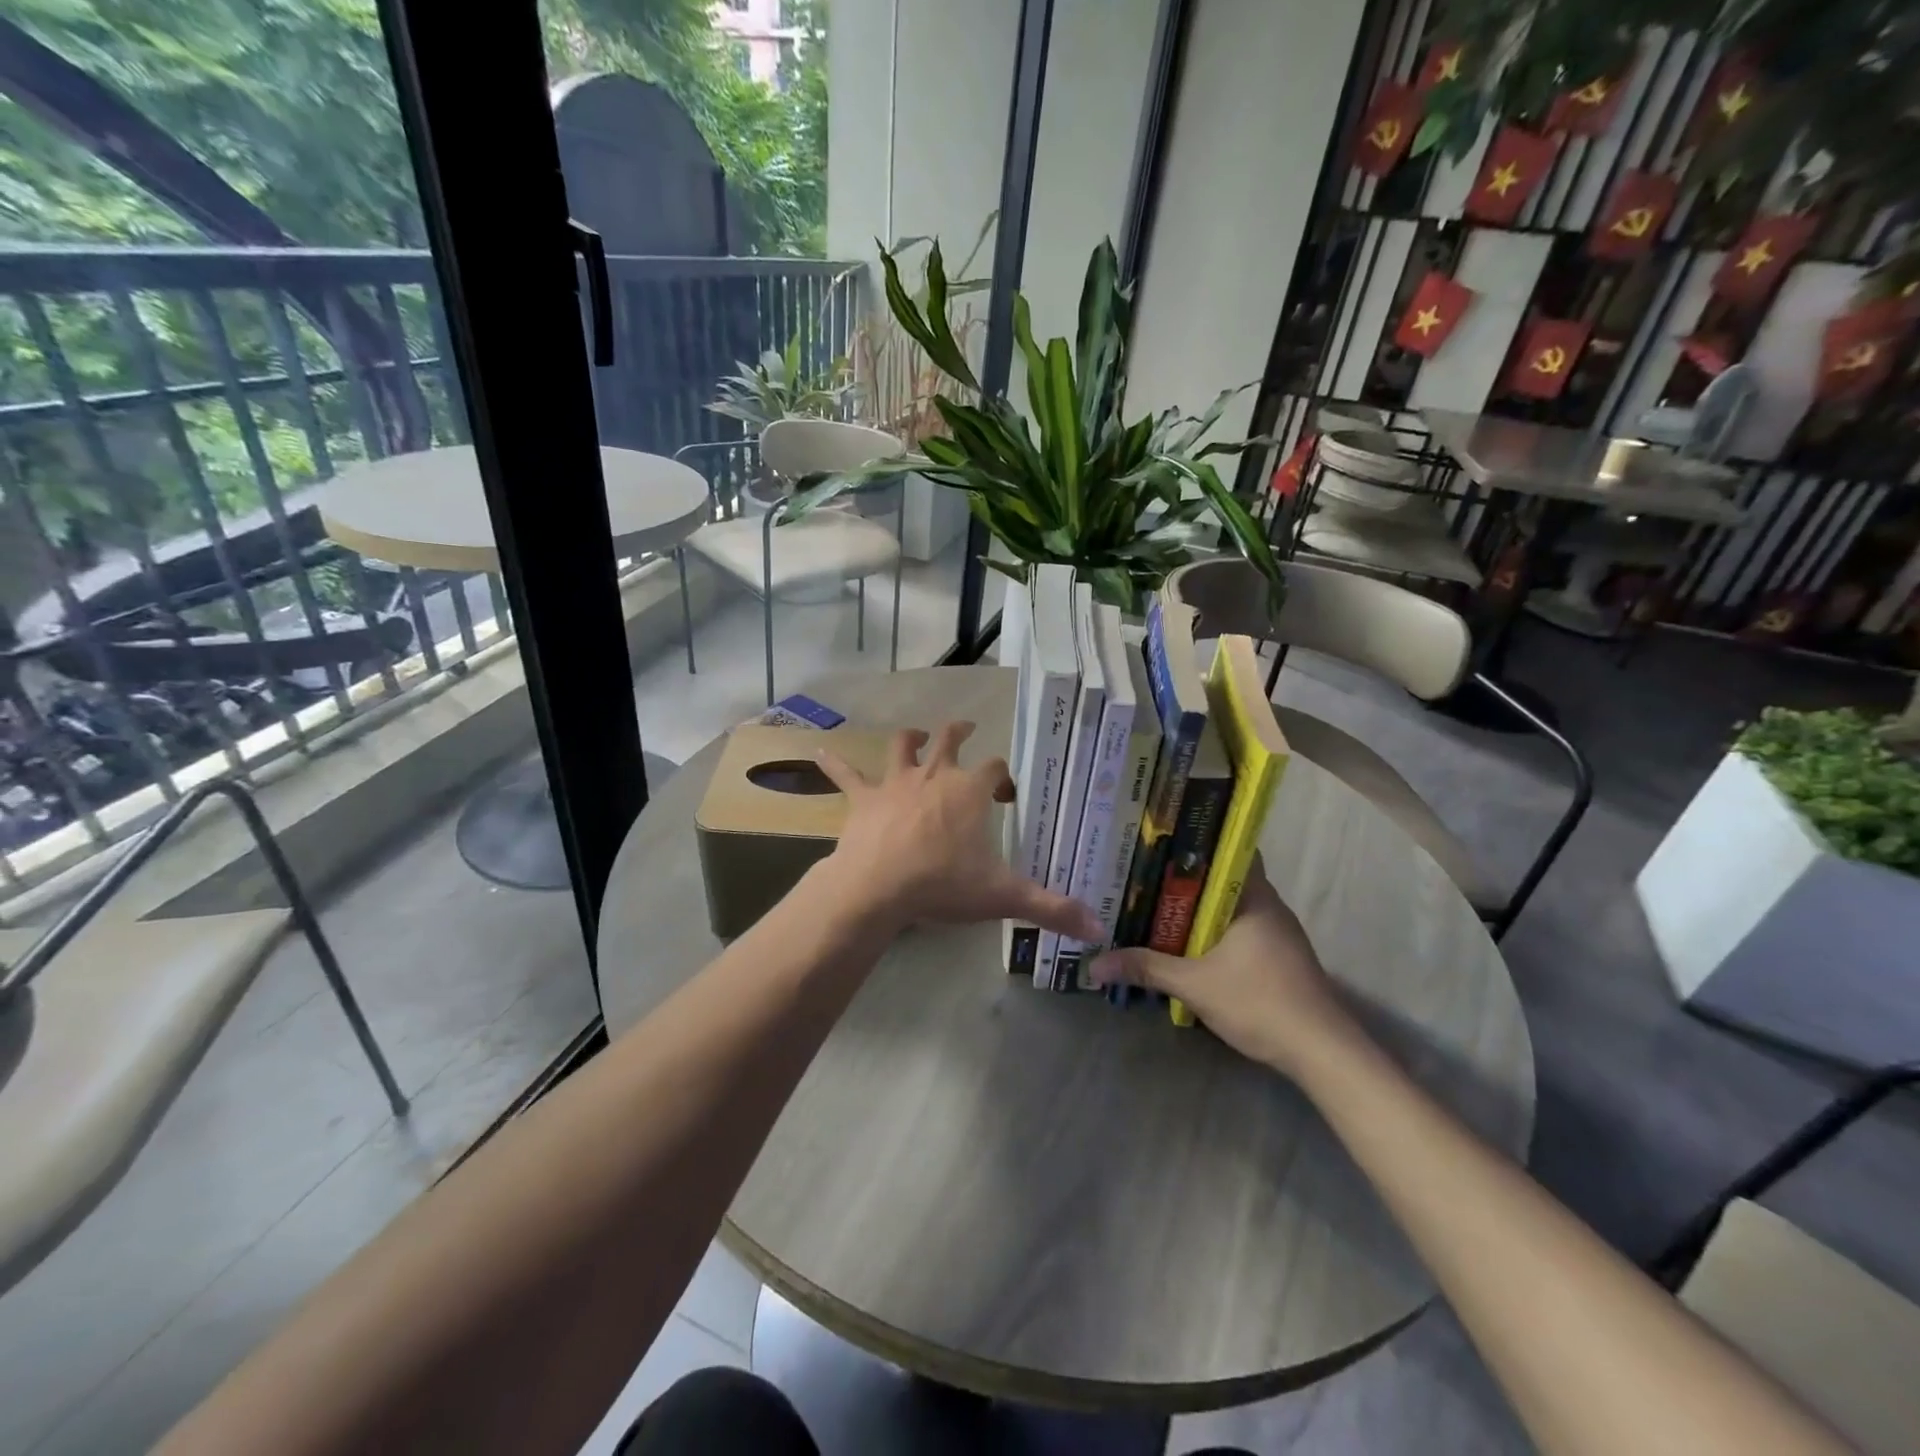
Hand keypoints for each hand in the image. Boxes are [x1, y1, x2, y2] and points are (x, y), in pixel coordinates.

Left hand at [817, 722, 1102, 941]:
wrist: (878, 887)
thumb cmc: (943, 884)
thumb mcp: (1002, 896)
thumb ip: (1051, 909)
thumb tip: (1098, 929)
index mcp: (970, 792)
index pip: (995, 770)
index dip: (1003, 778)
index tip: (1008, 793)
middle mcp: (935, 776)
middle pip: (950, 741)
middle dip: (961, 733)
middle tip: (968, 729)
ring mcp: (896, 783)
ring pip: (903, 747)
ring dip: (910, 738)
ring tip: (915, 735)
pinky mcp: (863, 798)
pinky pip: (846, 775)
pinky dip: (835, 764)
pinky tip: (820, 753)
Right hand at [1089, 858, 1356, 1076]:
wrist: (1321, 1052)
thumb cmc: (1260, 1002)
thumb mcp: (1194, 985)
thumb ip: (1146, 969)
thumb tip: (1095, 964)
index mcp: (1253, 897)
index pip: (1229, 850)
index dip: (1196, 843)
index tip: (1160, 841)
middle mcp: (1268, 906)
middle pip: (1223, 879)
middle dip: (1185, 878)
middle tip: (1143, 873)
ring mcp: (1277, 933)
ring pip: (1230, 908)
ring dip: (1198, 908)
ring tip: (1155, 904)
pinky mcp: (1279, 958)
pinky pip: (1238, 930)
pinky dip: (1213, 931)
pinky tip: (1186, 942)